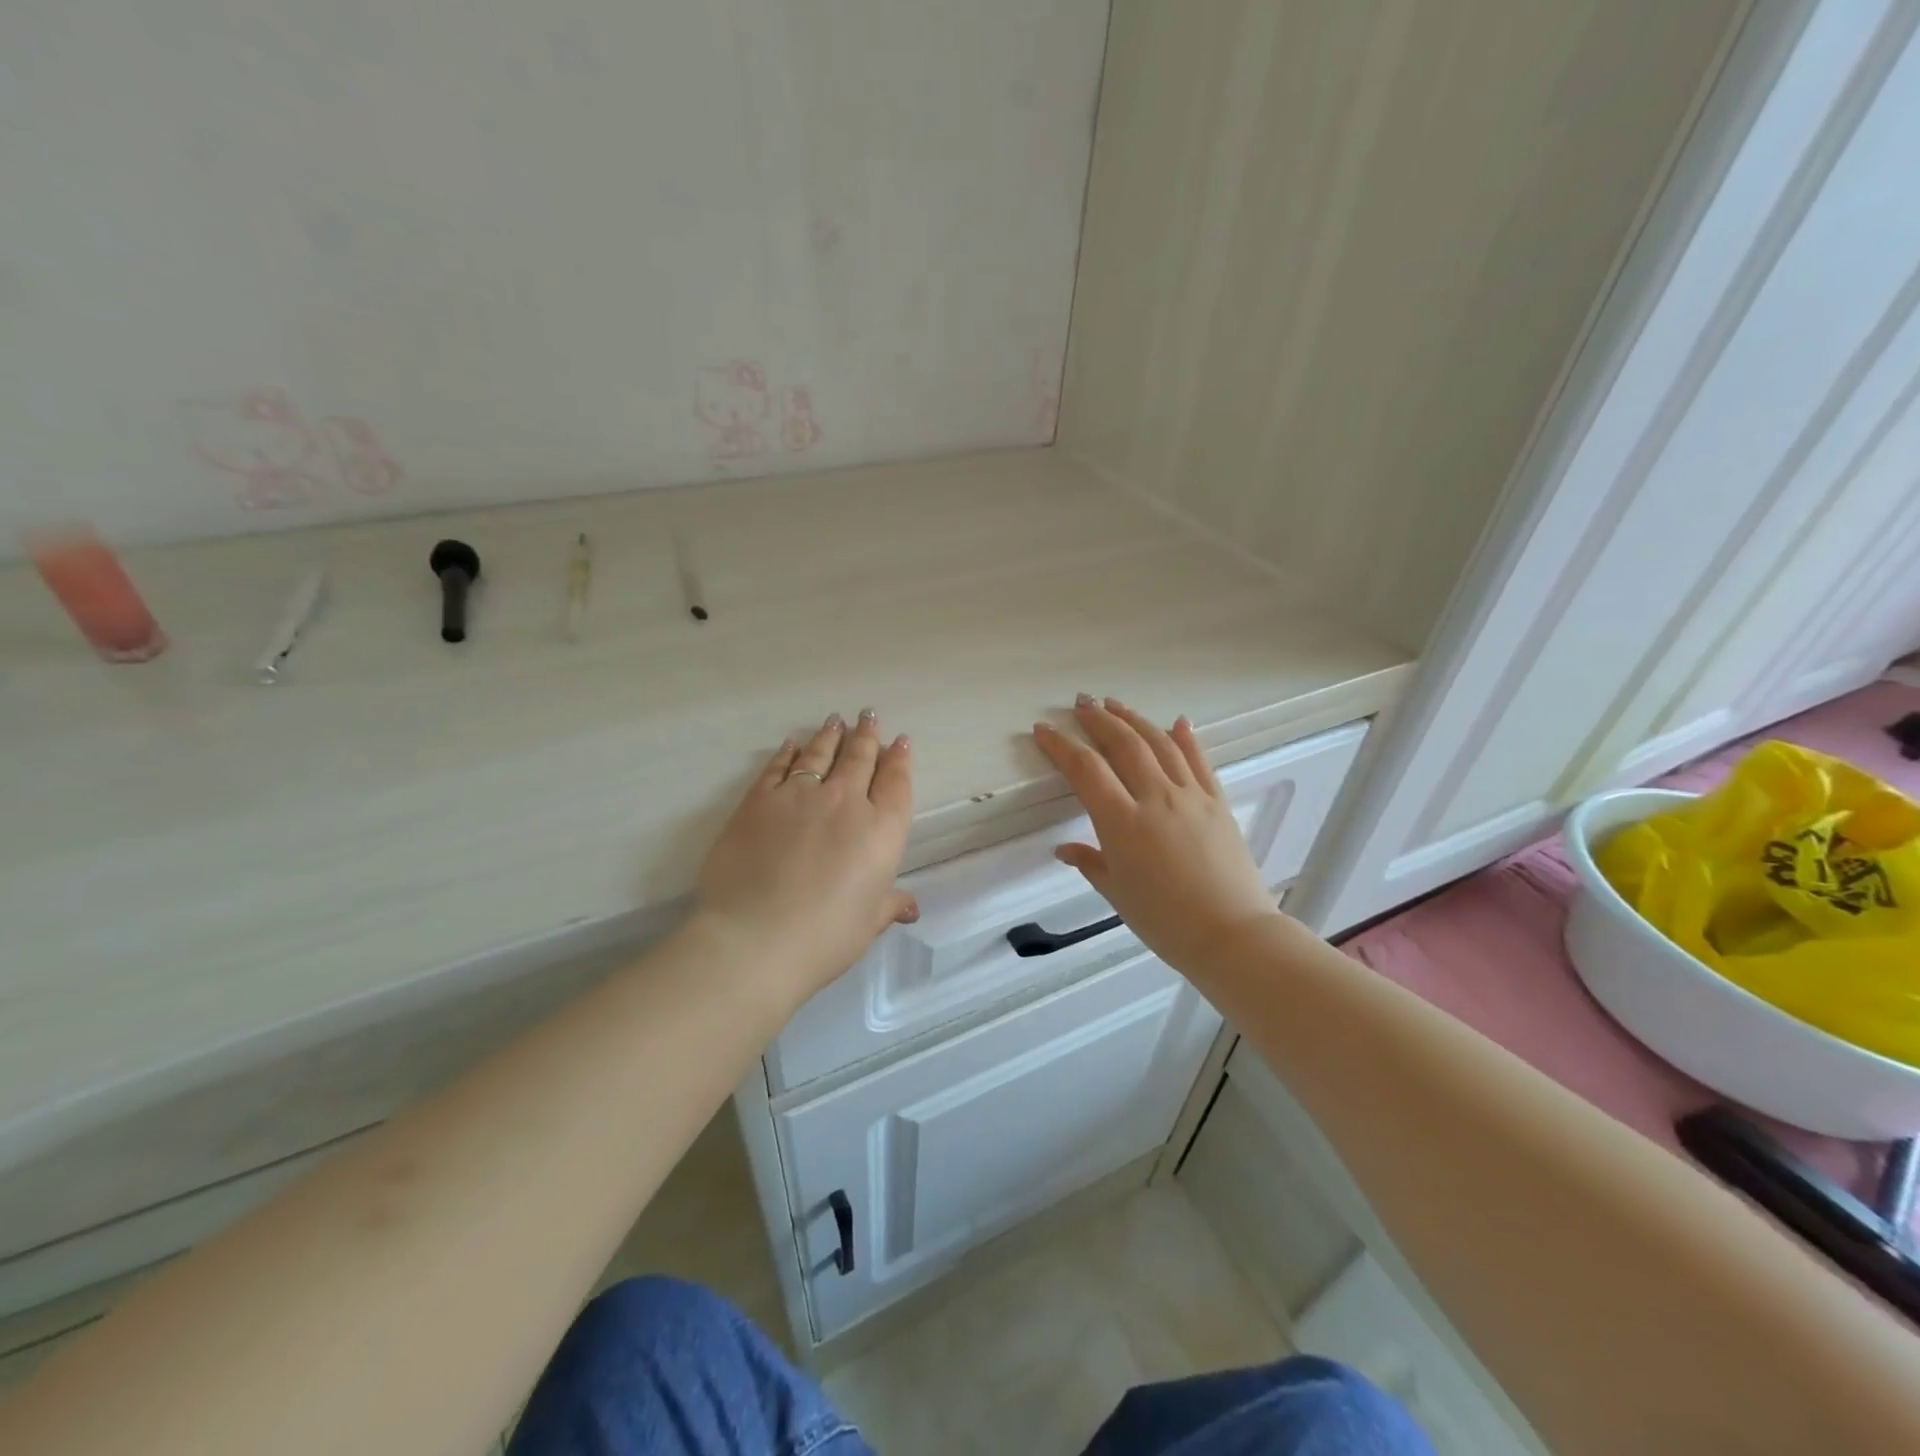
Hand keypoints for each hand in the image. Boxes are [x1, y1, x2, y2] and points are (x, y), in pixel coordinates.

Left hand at [691, 710, 917, 1002]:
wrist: (755, 938)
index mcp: (882, 830)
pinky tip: (792, 744)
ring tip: (836, 721)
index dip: (899, 759)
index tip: (900, 741)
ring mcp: (800, 795)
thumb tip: (910, 907)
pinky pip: (778, 766)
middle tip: (869, 715)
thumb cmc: (825, 938)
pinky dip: (788, 752)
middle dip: (867, 734)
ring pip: (821, 754)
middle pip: (860, 758)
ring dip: (831, 735)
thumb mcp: (867, 924)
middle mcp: (846, 802)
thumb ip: (888, 905)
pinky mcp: (759, 800)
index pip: (896, 783)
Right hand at [1032, 696, 1283, 972]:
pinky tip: (1178, 722)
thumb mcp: (1117, 892)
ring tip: (1115, 704)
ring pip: (1159, 743)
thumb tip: (1064, 848)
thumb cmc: (1164, 920)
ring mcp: (1191, 796)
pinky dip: (1186, 738)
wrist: (1231, 934)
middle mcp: (1156, 797)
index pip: (1085, 769)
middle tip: (1081, 703)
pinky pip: (1199, 761)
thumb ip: (1089, 862)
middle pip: (1123, 744)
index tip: (1043, 730)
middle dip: (1098, 719)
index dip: (1061, 746)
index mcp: (1122, 821)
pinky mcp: (1217, 802)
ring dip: (1134, 719)